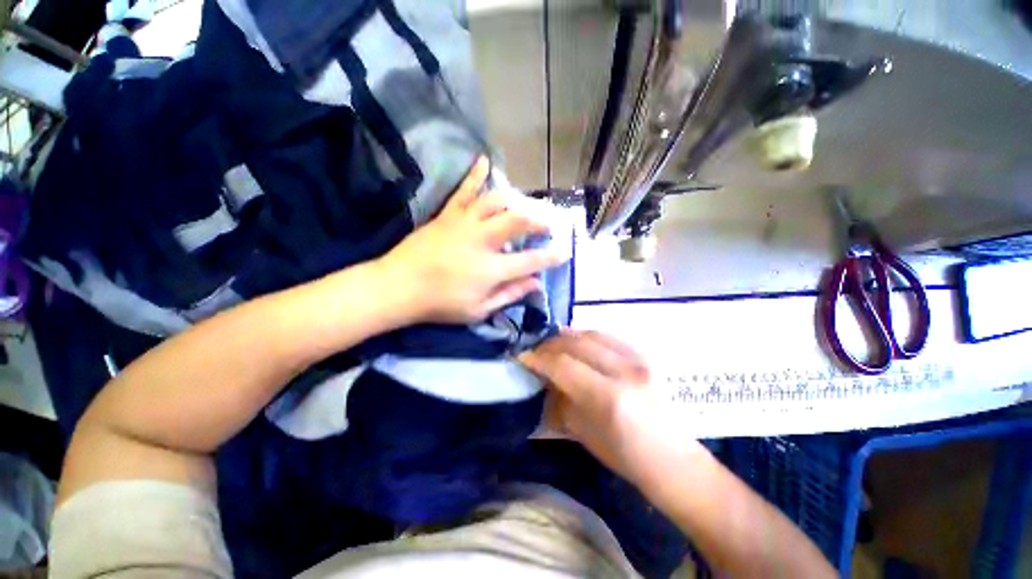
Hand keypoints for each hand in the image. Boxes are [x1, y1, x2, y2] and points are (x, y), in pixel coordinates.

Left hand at [376, 157, 565, 324]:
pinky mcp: (448, 215)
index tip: (564, 252)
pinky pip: (464, 190)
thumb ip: (509, 295)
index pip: (530, 261)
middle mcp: (482, 241)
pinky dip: (476, 174)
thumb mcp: (478, 310)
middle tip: (548, 225)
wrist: (398, 287)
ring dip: (516, 201)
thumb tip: (536, 284)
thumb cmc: (440, 304)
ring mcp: (464, 224)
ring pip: (496, 202)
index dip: (551, 256)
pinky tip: (485, 160)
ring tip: (525, 206)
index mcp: (491, 269)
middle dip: (539, 221)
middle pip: (518, 222)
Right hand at [519, 330, 704, 488]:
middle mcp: (625, 371)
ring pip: (592, 334)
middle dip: (549, 344)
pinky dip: (586, 336)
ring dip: (567, 336)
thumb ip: (560, 398)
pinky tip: (577, 341)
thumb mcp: (582, 431)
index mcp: (609, 398)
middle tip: (535, 350)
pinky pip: (608, 336)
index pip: (563, 365)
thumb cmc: (623, 455)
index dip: (538, 358)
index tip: (522, 356)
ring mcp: (638, 360)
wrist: (670, 457)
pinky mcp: (644, 356)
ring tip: (552, 343)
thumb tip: (543, 377)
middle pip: (577, 343)